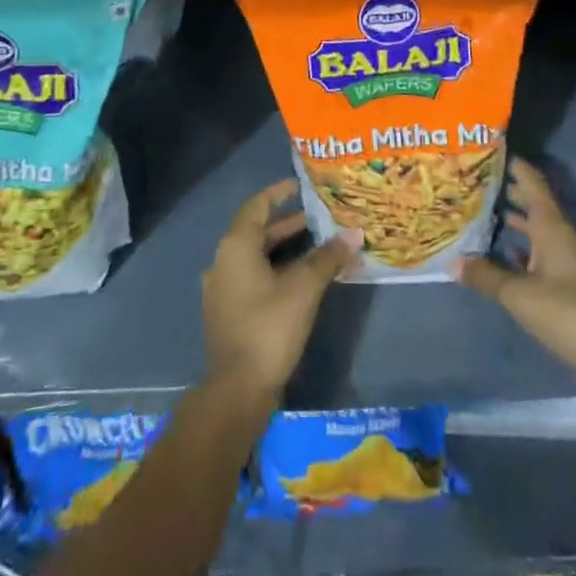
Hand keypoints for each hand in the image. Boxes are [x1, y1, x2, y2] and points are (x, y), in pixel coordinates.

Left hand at [202, 180, 359, 399]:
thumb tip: (354, 234)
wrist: (237, 390)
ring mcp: (221, 289)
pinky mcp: (227, 313)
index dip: (278, 193)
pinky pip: (251, 278)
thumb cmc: (269, 327)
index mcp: (236, 246)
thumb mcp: (304, 288)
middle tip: (317, 219)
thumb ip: (327, 257)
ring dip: (282, 249)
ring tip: (314, 247)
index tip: (300, 186)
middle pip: (256, 232)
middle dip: (286, 224)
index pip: (257, 206)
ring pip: (254, 257)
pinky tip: (297, 281)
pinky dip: (274, 270)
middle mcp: (222, 261)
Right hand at [460, 158, 575, 403]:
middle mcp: (564, 237)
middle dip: (509, 193)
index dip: (515, 166)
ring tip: (483, 216)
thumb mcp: (520, 296)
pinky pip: (543, 256)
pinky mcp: (575, 286)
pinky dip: (523, 251)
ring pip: (539, 232)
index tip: (490, 151)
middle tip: (476, 183)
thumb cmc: (570, 315)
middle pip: (535, 206)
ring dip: (515, 223)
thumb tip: (453, 262)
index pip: (533, 183)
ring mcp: (572, 262)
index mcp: (554, 228)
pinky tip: (504, 258)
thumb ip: (487, 276)